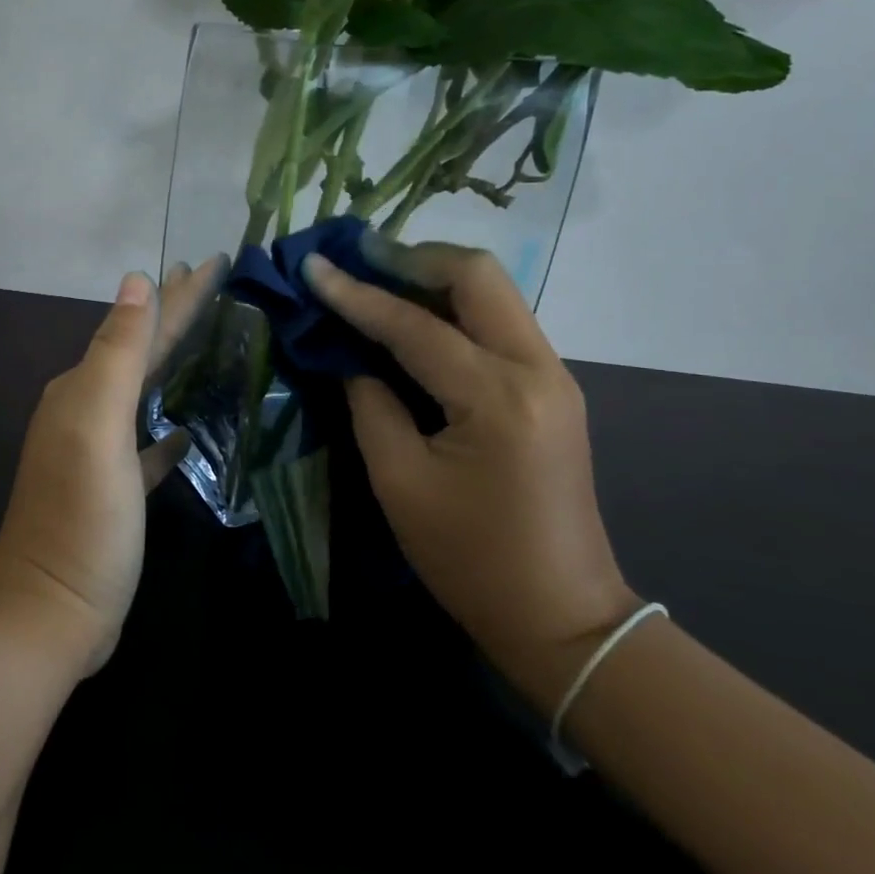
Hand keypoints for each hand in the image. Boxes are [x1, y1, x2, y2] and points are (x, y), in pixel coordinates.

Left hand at [0, 259, 224, 676]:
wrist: (49, 614)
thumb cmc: (81, 518)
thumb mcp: (97, 427)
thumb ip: (117, 353)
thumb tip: (136, 281)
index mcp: (82, 390)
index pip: (141, 327)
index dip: (180, 295)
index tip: (216, 261)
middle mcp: (85, 411)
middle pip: (141, 352)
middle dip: (175, 315)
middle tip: (213, 283)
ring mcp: (98, 453)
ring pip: (143, 392)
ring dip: (173, 363)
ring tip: (208, 340)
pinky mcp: (114, 490)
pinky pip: (146, 444)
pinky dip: (167, 428)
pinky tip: (188, 427)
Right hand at [304, 241, 639, 714]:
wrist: (561, 614)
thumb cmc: (469, 559)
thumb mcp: (399, 482)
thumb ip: (370, 404)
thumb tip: (349, 354)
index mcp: (497, 398)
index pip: (415, 326)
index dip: (356, 294)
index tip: (314, 265)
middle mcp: (537, 369)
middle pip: (478, 275)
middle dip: (412, 259)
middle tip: (357, 262)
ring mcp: (553, 375)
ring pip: (493, 292)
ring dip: (433, 278)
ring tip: (376, 280)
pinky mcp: (552, 388)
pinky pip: (498, 323)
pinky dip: (453, 309)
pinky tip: (413, 320)